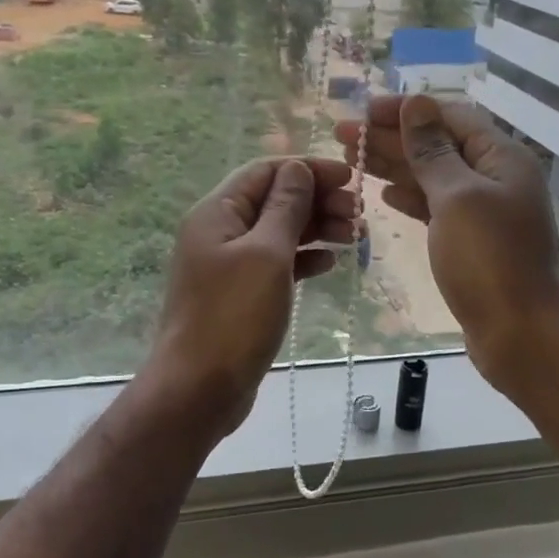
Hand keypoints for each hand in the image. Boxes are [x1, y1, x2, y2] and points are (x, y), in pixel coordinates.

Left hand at [146, 157, 358, 434]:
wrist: (198, 389)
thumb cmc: (233, 316)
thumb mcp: (266, 254)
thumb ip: (286, 207)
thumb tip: (299, 168)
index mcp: (217, 212)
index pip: (266, 171)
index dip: (309, 169)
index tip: (351, 177)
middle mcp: (220, 231)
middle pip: (274, 200)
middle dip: (318, 200)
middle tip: (360, 215)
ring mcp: (229, 264)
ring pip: (279, 232)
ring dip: (317, 229)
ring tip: (356, 236)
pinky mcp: (240, 294)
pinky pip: (276, 263)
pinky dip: (304, 258)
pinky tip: (329, 262)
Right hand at [336, 95, 558, 390]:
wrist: (522, 336)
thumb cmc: (490, 261)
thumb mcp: (457, 198)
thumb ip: (433, 151)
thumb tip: (417, 104)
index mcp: (501, 158)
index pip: (450, 116)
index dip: (406, 111)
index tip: (362, 112)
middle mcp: (496, 179)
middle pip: (439, 145)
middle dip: (391, 138)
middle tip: (342, 135)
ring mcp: (485, 213)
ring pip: (434, 177)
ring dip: (395, 166)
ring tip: (352, 160)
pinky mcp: (473, 243)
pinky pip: (437, 208)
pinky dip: (411, 198)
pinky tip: (384, 194)